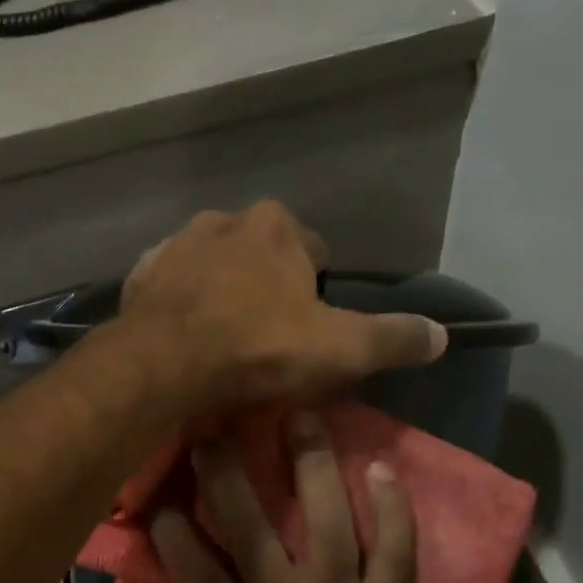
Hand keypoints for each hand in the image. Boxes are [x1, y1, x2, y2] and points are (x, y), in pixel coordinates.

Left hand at [120, 202, 445, 411]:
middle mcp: (224, 220)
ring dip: (222, 291)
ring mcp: (176, 243)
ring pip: (214, 265)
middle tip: (265, 336)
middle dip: (267, 286)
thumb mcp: (339, 348)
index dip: (317, 290)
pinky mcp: (141, 273)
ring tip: (224, 338)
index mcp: (276, 225)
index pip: (313, 250)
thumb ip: (392, 338)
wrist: (163, 362)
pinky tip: (185, 334)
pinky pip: (172, 284)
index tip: (308, 328)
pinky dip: (182, 302)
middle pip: (261, 254)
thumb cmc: (257, 347)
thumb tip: (442, 334)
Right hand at [150, 411, 419, 582]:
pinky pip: (395, 546)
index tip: (157, 492)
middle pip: (252, 525)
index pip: (192, 565)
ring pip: (327, 518)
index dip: (169, 525)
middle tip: (213, 428)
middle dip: (227, 473)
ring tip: (302, 414)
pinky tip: (380, 466)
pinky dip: (392, 507)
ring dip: (312, 464)